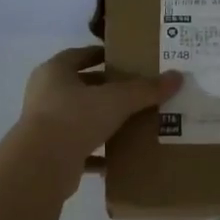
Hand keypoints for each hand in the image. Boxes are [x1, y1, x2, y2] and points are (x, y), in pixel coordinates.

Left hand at [17, 46, 180, 178]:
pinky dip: (97, 153)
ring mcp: (45, 125)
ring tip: (132, 122)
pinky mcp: (51, 152)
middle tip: (136, 91)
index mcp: (54, 71)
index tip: (125, 59)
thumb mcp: (116, 99)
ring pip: (79, 118)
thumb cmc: (75, 117)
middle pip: (80, 86)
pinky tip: (119, 157)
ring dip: (102, 120)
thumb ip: (146, 89)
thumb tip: (177, 76)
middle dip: (106, 89)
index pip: (79, 55)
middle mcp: (46, 94)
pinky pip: (79, 148)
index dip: (102, 55)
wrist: (42, 164)